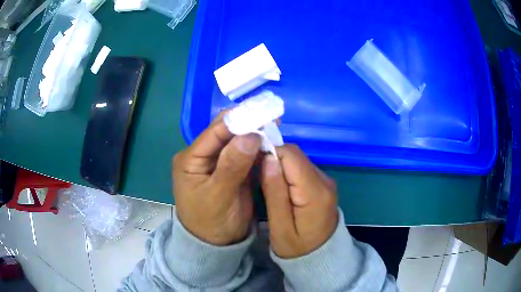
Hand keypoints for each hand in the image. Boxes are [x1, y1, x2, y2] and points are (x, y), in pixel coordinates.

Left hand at [172, 115, 260, 245]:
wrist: (216, 244)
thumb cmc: (210, 223)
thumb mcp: (218, 196)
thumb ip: (232, 166)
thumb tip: (250, 135)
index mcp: (191, 159)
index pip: (214, 132)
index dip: (237, 120)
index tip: (261, 112)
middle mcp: (203, 156)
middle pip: (225, 133)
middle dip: (248, 124)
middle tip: (272, 116)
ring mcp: (218, 162)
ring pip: (237, 141)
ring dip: (255, 134)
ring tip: (275, 123)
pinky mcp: (231, 170)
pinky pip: (245, 154)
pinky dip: (258, 148)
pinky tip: (271, 140)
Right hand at [260, 145, 337, 257]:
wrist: (321, 257)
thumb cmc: (297, 248)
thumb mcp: (280, 226)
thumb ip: (275, 192)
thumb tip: (268, 158)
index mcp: (315, 191)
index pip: (291, 155)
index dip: (269, 153)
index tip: (252, 163)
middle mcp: (325, 180)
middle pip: (295, 155)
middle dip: (273, 158)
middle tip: (257, 176)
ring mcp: (326, 180)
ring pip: (297, 159)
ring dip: (280, 165)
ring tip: (266, 182)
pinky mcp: (323, 183)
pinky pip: (302, 168)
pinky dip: (288, 171)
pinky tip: (279, 186)